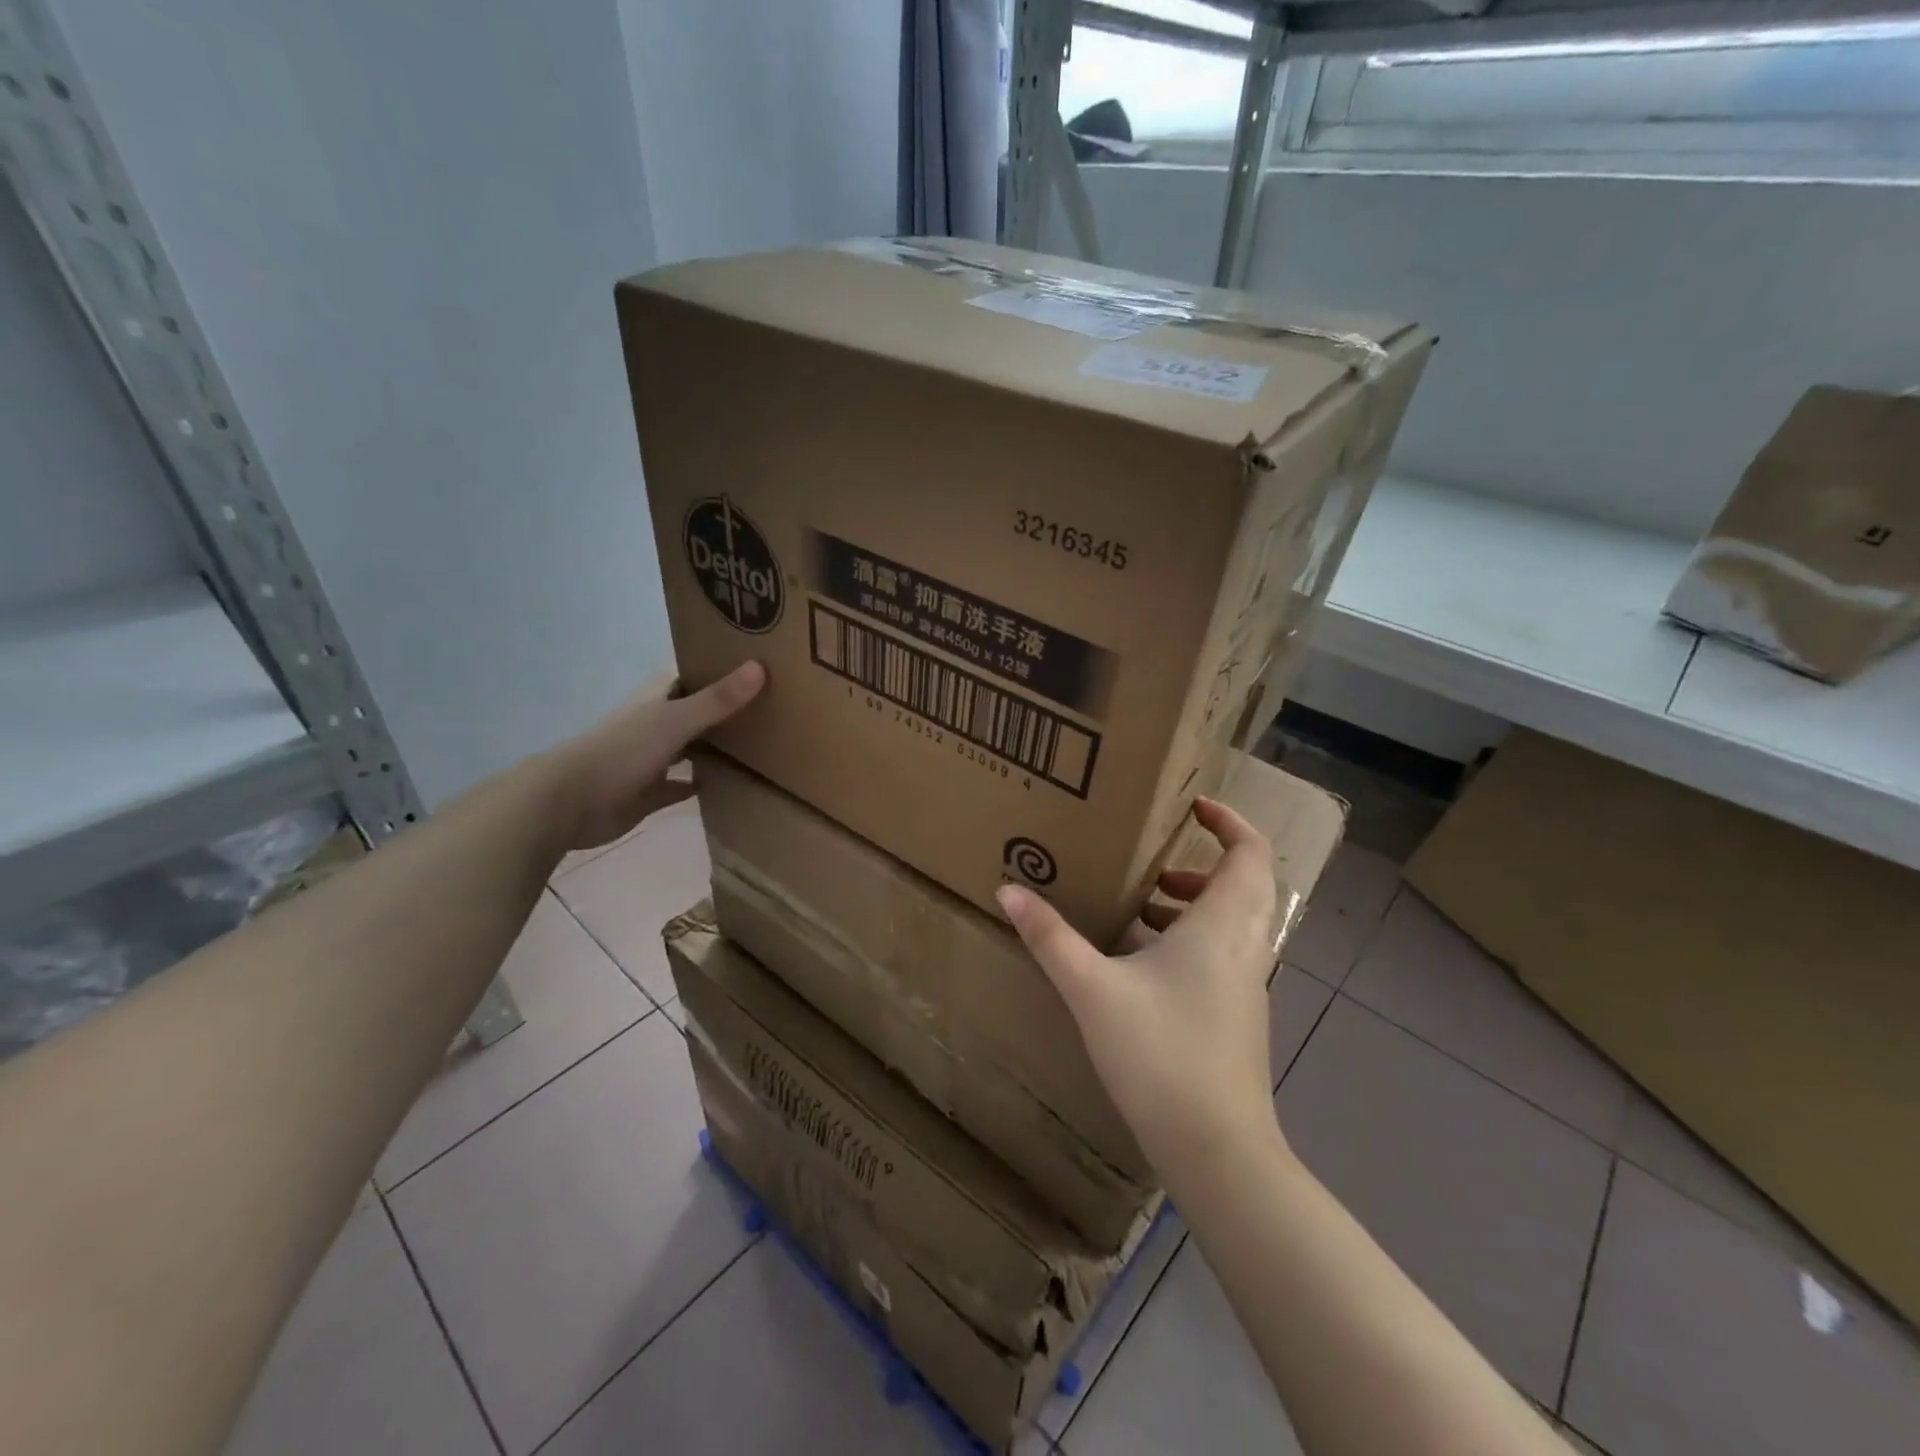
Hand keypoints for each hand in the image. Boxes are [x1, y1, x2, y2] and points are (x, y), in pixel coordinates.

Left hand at [545, 662, 764, 850]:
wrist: (570, 803)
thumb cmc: (622, 751)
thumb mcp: (675, 720)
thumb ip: (718, 699)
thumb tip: (760, 666)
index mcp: (658, 700)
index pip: (692, 674)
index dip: (719, 666)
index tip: (757, 661)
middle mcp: (655, 724)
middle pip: (694, 711)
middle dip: (724, 708)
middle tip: (771, 705)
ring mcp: (650, 759)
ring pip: (689, 747)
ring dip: (714, 746)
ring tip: (759, 743)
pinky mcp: (649, 793)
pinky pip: (680, 785)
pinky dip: (698, 784)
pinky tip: (727, 784)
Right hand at [997, 798, 1281, 1178]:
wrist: (1218, 1150)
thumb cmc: (1160, 1054)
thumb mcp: (1092, 989)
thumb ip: (1050, 937)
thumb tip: (1008, 890)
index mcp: (1222, 925)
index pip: (1250, 853)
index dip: (1230, 821)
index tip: (1194, 806)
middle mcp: (1246, 947)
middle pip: (1246, 883)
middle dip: (1206, 862)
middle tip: (1156, 860)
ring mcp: (1249, 985)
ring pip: (1236, 921)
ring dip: (1197, 903)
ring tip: (1143, 906)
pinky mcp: (1240, 1016)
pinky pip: (1226, 954)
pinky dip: (1196, 938)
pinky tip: (1146, 963)